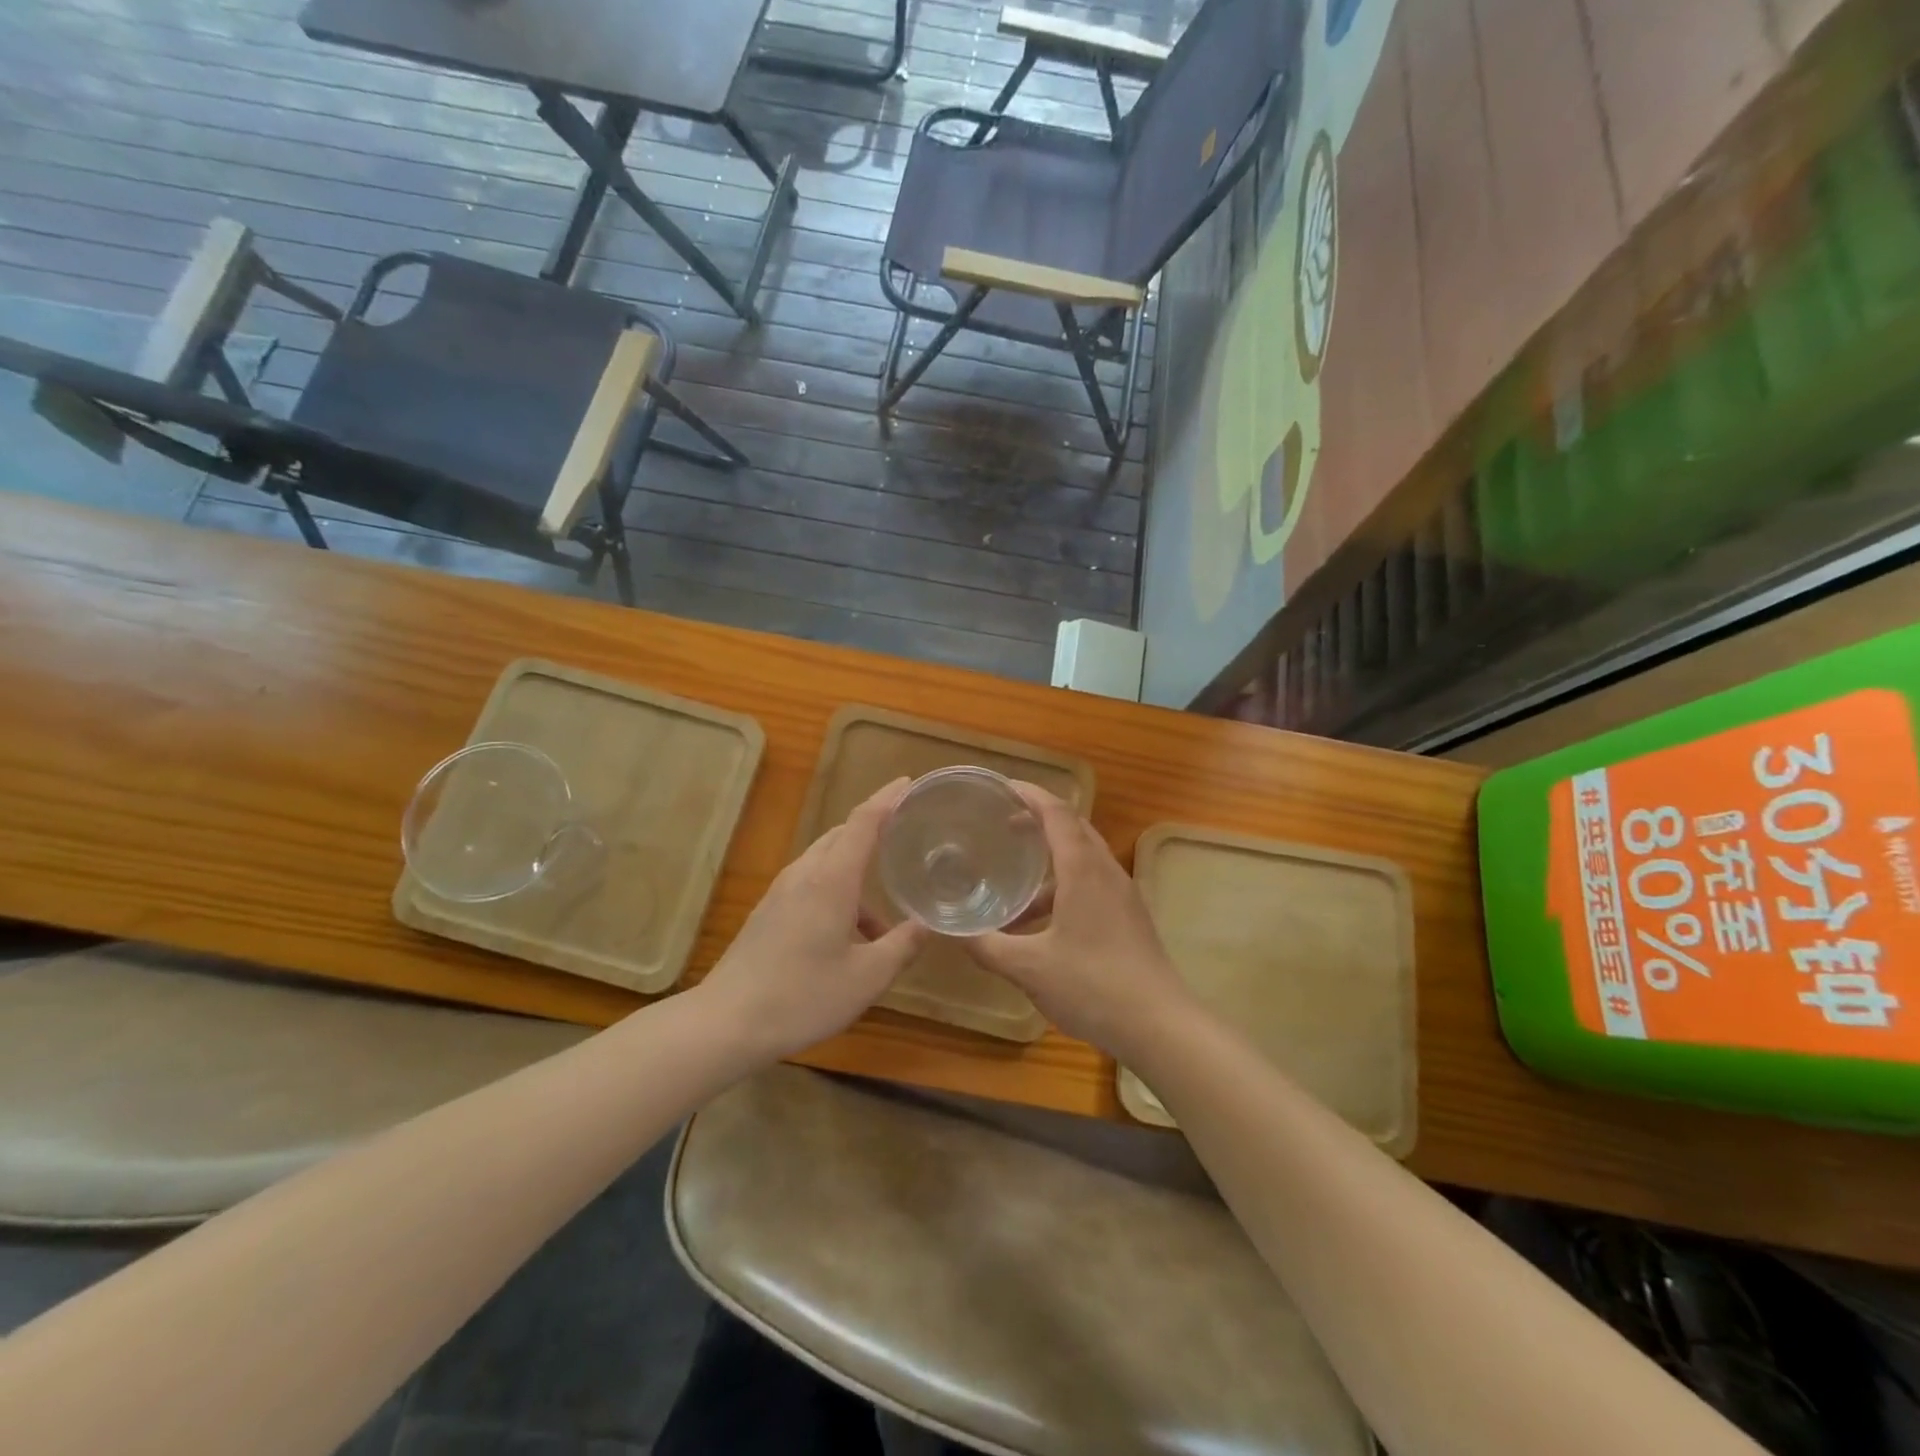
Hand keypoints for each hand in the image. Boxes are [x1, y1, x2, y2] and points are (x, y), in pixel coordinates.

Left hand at [698, 778, 929, 1062]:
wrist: (726, 1022)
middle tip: (906, 833)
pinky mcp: (769, 912)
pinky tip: (851, 935)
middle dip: (875, 828)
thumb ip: (902, 946)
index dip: (888, 799)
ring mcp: (782, 892)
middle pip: (842, 834)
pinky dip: (838, 890)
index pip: (864, 821)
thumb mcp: (867, 977)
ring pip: (826, 861)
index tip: (910, 783)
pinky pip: (811, 883)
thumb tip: (928, 924)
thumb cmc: (803, 996)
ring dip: (857, 870)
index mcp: (831, 879)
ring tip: (885, 909)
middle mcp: (805, 874)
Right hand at [962, 783, 1193, 1059]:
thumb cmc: (1092, 986)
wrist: (1161, 1026)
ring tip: (1016, 878)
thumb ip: (987, 946)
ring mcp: (1123, 895)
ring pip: (1085, 858)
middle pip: (1074, 828)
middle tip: (1003, 824)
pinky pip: (1093, 883)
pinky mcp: (1130, 917)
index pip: (1056, 812)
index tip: (1000, 788)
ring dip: (1051, 859)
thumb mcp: (1029, 968)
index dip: (1029, 794)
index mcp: (1083, 870)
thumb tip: (951, 931)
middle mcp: (1106, 871)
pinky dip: (1065, 885)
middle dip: (1039, 819)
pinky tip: (1042, 922)